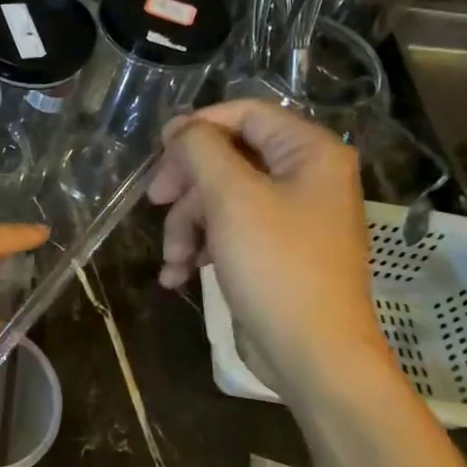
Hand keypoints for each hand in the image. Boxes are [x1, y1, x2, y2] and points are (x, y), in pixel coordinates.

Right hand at [148, 99, 391, 398]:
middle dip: (187, 188)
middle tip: (155, 204)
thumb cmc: (276, 265)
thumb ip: (201, 150)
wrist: (311, 351)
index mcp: (309, 153)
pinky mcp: (274, 251)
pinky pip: (228, 233)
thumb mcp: (231, 198)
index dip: (198, 128)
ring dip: (187, 227)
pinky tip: (176, 275)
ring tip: (173, 259)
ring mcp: (290, 217)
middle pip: (227, 159)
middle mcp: (304, 177)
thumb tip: (180, 127)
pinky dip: (200, 249)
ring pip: (220, 200)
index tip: (158, 153)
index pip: (246, 115)